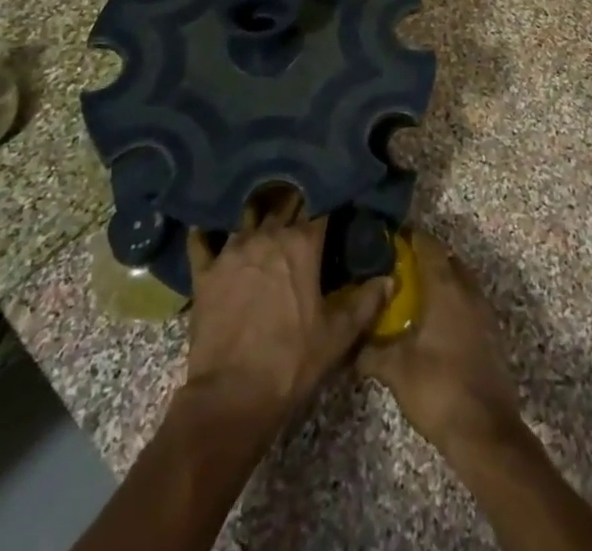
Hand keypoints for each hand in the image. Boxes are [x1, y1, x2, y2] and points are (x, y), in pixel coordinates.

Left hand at [182, 193, 390, 429]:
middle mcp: (267, 235)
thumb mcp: (337, 337)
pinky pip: (201, 241)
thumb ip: (365, 303)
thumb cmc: (291, 363)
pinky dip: (205, 232)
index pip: (319, 206)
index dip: (326, 198)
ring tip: (261, 205)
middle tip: (300, 195)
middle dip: (294, 198)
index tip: (332, 193)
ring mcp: (232, 251)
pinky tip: (205, 227)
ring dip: (256, 211)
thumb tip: (390, 279)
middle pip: (283, 203)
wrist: (232, 397)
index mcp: (302, 245)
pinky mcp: (205, 271)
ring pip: (247, 216)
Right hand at [358, 231, 523, 455]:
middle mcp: (467, 290)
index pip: (428, 245)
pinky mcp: (491, 334)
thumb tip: (350, 346)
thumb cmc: (438, 388)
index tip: (388, 241)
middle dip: (425, 259)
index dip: (409, 238)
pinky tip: (435, 324)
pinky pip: (469, 302)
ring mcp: (484, 312)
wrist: (485, 432)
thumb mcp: (395, 370)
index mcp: (445, 287)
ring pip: (461, 280)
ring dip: (441, 281)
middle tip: (398, 270)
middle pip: (447, 258)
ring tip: (414, 297)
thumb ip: (370, 351)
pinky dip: (453, 302)